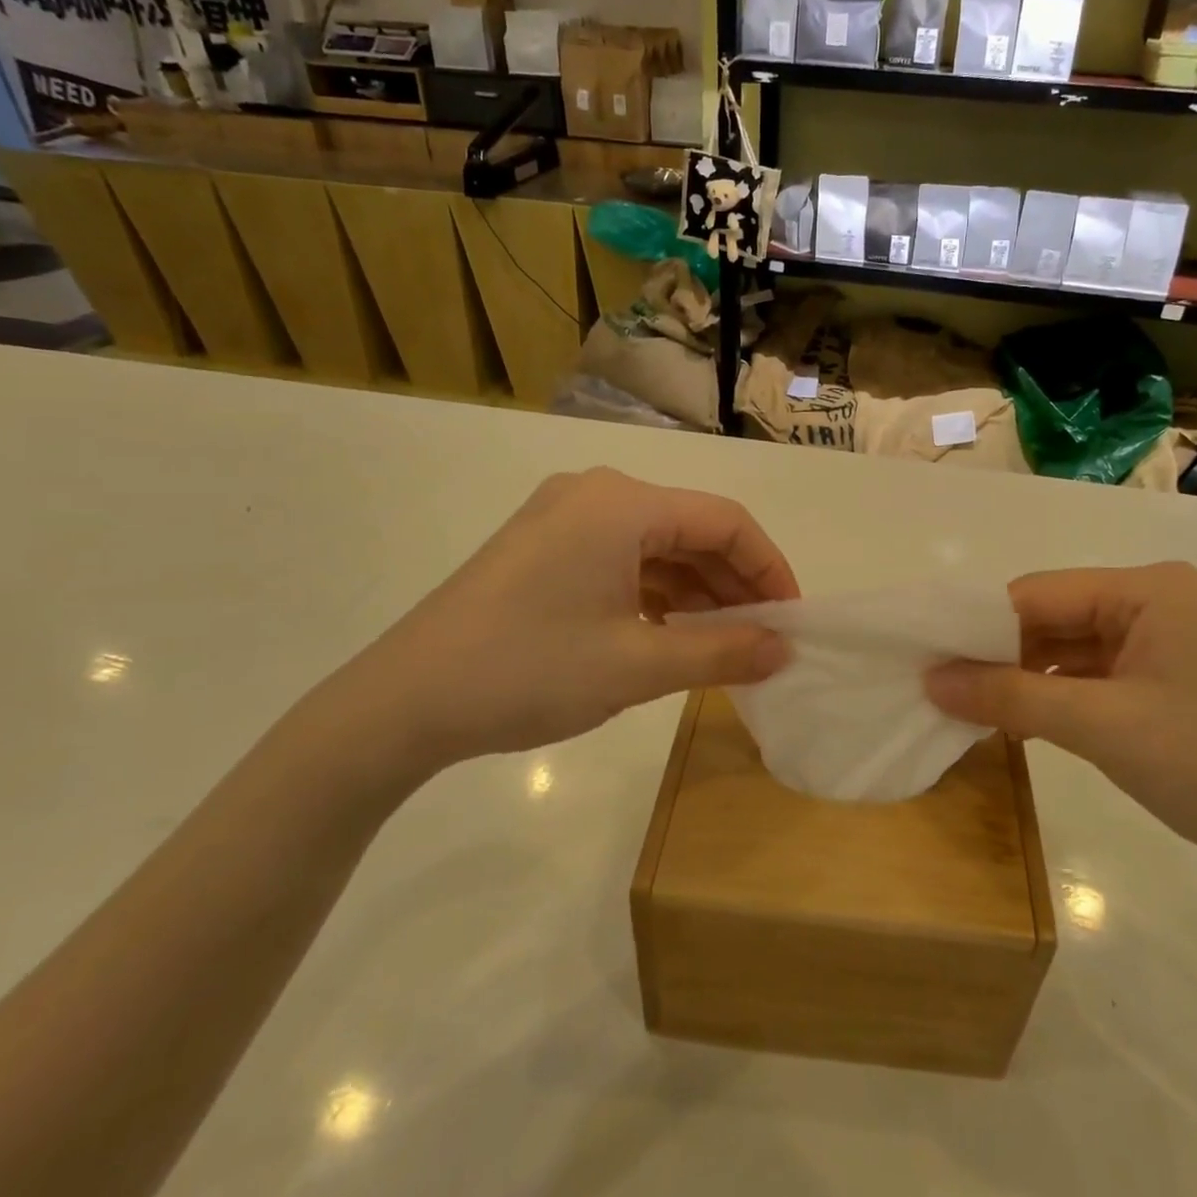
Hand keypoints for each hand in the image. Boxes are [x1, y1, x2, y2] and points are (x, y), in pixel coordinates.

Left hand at [306, 468, 795, 783]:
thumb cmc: (529, 671)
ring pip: (656, 546)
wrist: (404, 702)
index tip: (792, 620)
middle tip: (763, 638)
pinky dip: (656, 593)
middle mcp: (596, 494)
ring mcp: (564, 518)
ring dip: (696, 590)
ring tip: (724, 642)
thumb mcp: (638, 665)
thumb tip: (784, 650)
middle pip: (690, 529)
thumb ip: (722, 651)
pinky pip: (621, 559)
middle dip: (734, 583)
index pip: (724, 521)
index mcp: (622, 503)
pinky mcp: (543, 547)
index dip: (769, 568)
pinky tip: (670, 632)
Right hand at [926, 563, 1196, 883]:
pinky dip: (1057, 697)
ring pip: (1069, 649)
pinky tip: (1023, 723)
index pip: (1036, 594)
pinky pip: (1094, 676)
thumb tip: (931, 680)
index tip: (928, 660)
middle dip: (1000, 656)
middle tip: (943, 691)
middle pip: (1051, 619)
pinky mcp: (1168, 680)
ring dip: (1025, 680)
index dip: (978, 627)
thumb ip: (1010, 697)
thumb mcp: (1099, 727)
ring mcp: (1163, 641)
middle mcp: (1154, 601)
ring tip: (972, 711)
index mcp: (1145, 589)